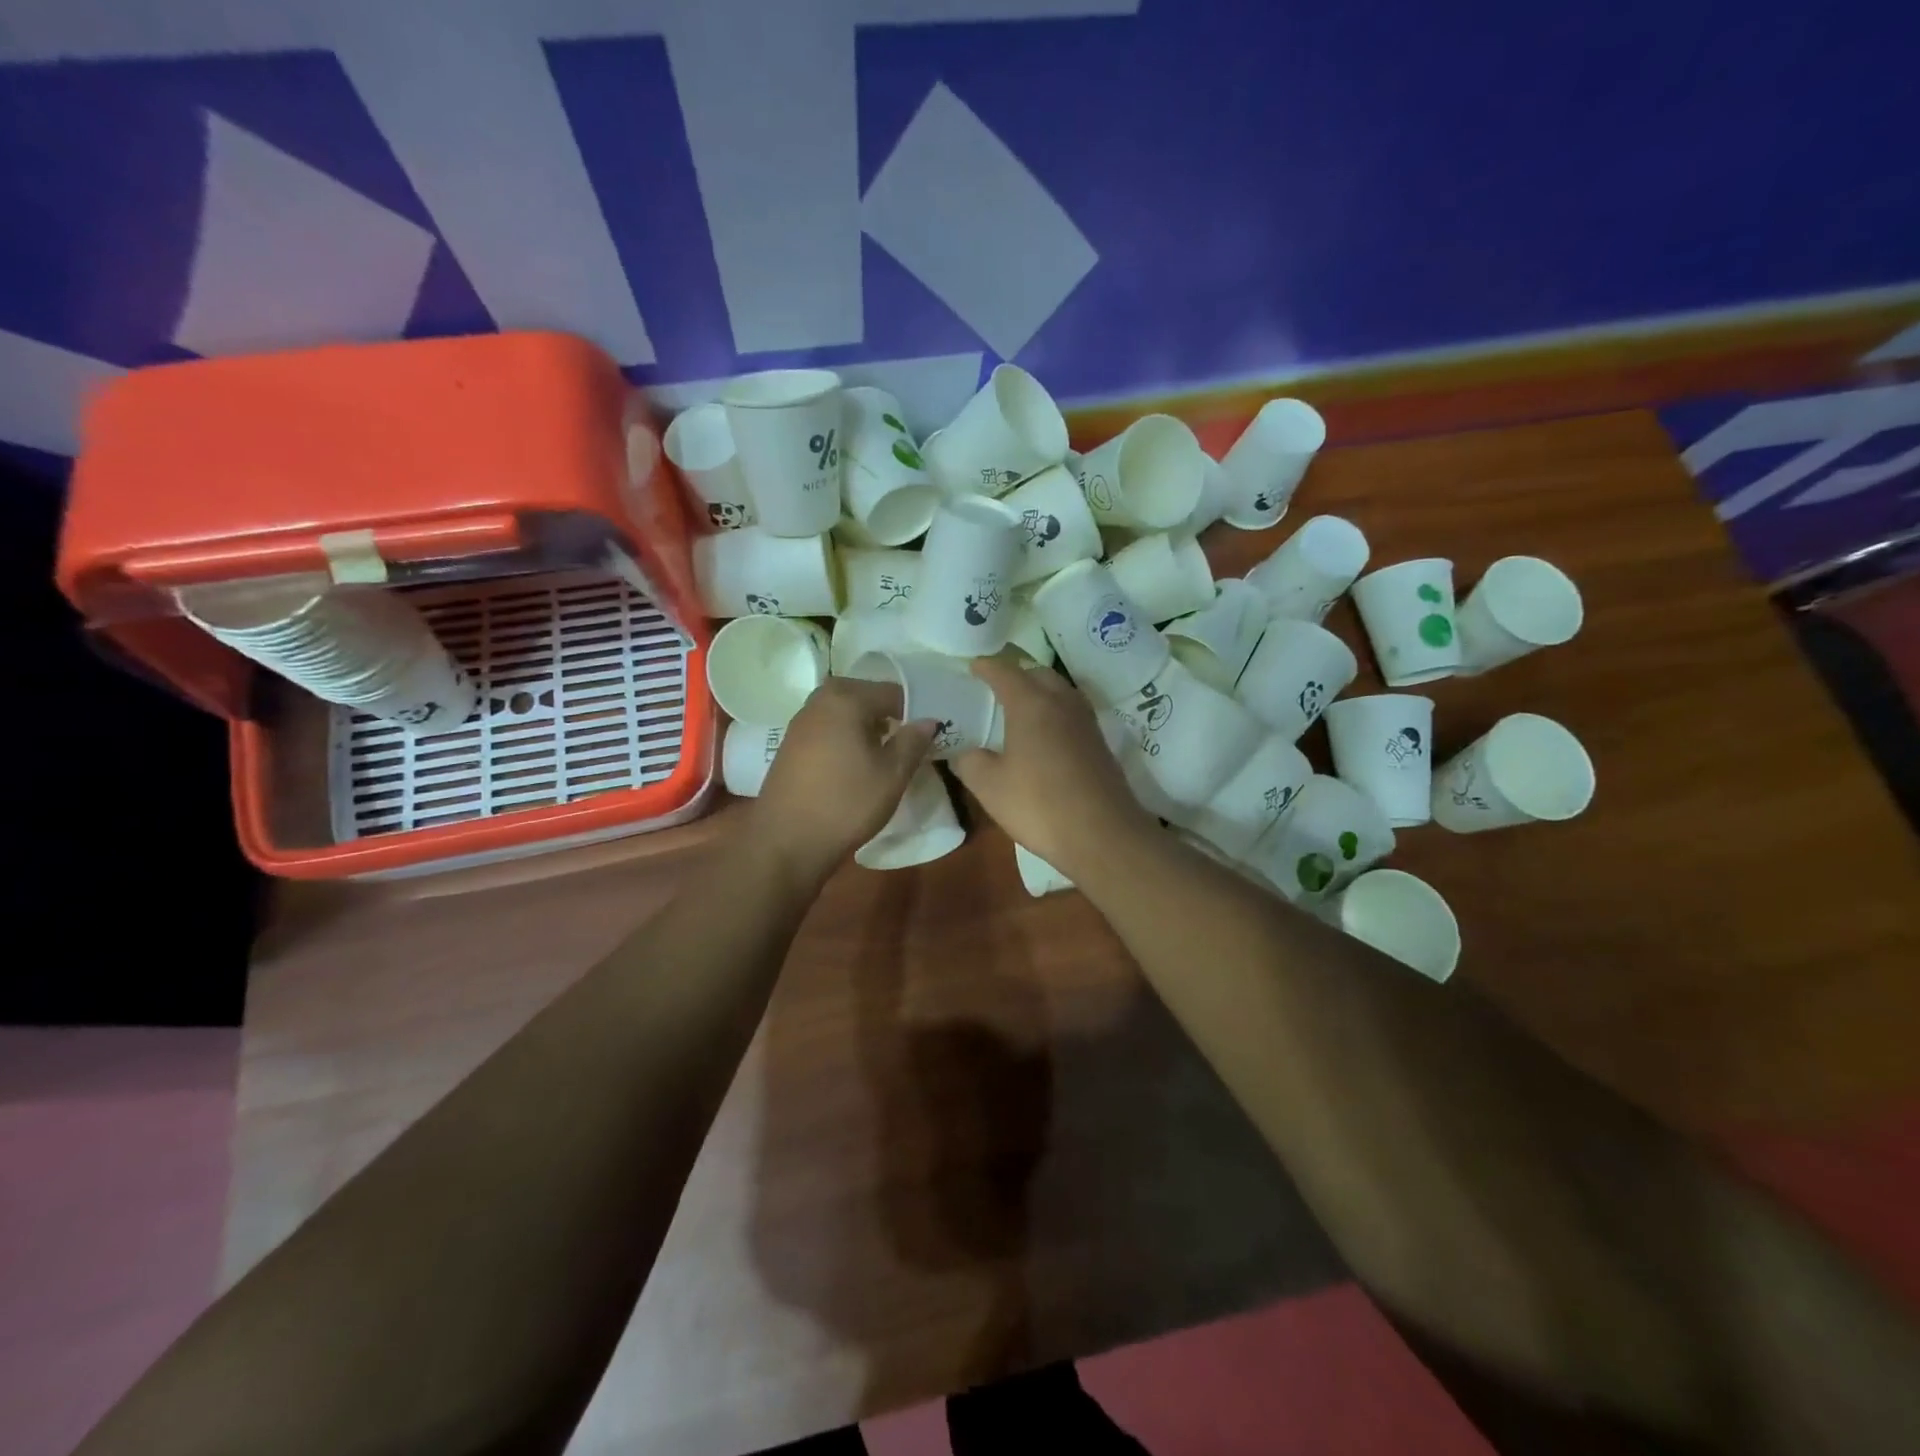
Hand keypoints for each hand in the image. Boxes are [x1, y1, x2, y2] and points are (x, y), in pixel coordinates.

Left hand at [751, 677, 936, 880]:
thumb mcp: (892, 774)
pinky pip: (828, 729)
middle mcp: (819, 700)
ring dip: (867, 728)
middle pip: (866, 697)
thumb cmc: (846, 803)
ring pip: (845, 713)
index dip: (915, 712)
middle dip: (889, 717)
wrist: (786, 842)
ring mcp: (800, 722)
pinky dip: (846, 738)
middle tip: (908, 746)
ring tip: (884, 757)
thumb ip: (913, 741)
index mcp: (846, 698)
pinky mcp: (790, 744)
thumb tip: (929, 720)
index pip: (894, 692)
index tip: (928, 736)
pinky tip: (854, 766)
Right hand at [947, 657, 1154, 878]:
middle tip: (996, 687)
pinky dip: (1055, 712)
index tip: (973, 666)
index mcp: (1031, 704)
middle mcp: (1062, 703)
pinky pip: (1072, 713)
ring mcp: (1086, 722)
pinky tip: (1046, 735)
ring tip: (1021, 708)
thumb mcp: (989, 787)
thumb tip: (966, 753)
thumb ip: (970, 762)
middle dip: (1017, 674)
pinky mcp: (1100, 743)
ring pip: (1060, 691)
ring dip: (1040, 692)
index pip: (1005, 672)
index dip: (987, 667)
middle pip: (1038, 674)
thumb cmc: (1039, 805)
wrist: (1103, 835)